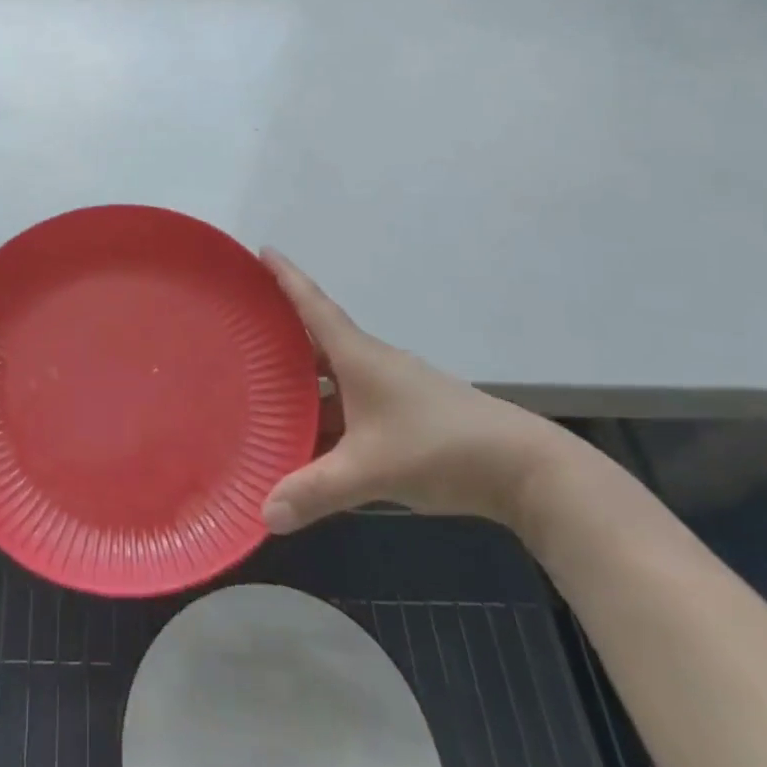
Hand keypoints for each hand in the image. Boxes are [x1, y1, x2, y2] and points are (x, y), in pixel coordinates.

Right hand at [259, 250, 572, 533]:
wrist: (524, 468)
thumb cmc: (439, 448)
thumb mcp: (370, 471)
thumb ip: (315, 492)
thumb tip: (264, 517)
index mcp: (358, 357)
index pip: (313, 305)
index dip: (286, 276)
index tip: (262, 250)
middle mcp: (372, 363)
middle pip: (318, 341)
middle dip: (281, 336)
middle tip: (242, 333)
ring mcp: (392, 388)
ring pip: (336, 377)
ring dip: (304, 383)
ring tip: (263, 392)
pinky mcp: (407, 413)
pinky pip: (353, 403)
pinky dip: (328, 413)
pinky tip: (312, 439)